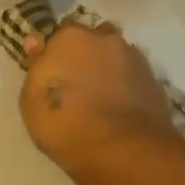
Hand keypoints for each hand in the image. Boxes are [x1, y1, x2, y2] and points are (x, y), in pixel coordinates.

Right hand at [20, 23, 176, 182]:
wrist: (123, 150)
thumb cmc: (65, 124)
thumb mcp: (31, 100)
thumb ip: (36, 65)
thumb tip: (36, 41)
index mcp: (70, 37)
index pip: (59, 34)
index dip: (56, 53)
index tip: (53, 74)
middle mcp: (103, 38)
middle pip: (91, 39)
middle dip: (85, 54)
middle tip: (77, 84)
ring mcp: (133, 57)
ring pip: (115, 55)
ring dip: (107, 66)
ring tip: (101, 95)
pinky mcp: (153, 79)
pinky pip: (132, 74)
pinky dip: (126, 83)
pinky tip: (120, 105)